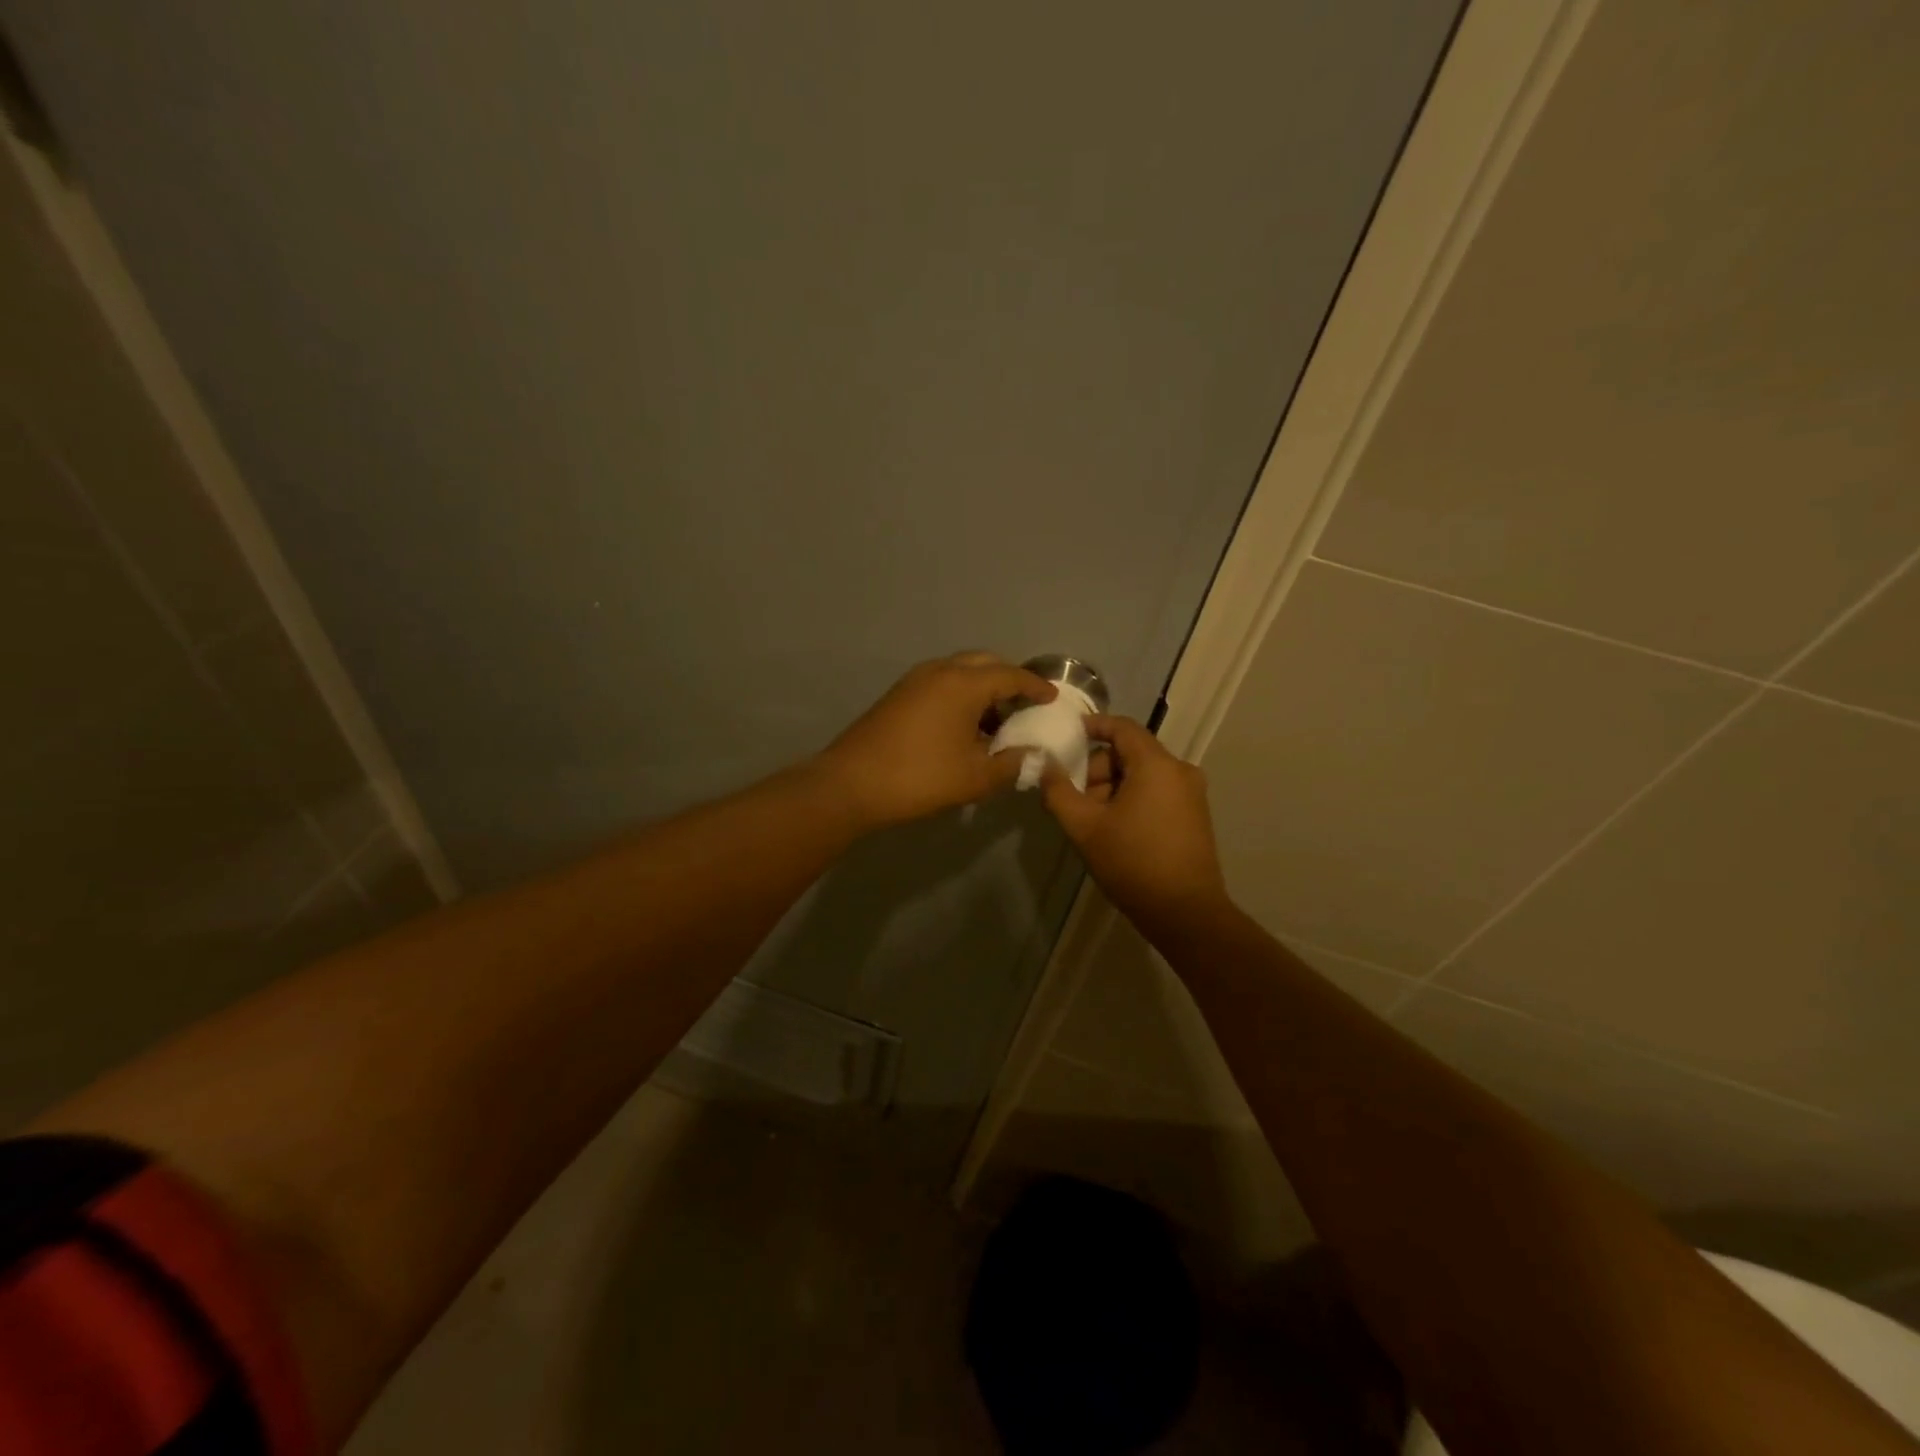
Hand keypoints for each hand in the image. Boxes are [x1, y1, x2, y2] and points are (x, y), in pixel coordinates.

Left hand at [818, 652, 1056, 828]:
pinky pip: (941, 683)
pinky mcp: (899, 695)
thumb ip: (1012, 763)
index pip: (1011, 675)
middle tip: (1024, 704)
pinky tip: (964, 726)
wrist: (851, 784)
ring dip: (982, 687)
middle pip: (984, 663)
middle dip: (1008, 679)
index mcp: (964, 684)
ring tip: (997, 720)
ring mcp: (915, 680)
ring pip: (960, 671)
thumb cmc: (920, 777)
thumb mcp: (975, 777)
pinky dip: (960, 694)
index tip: (1051, 698)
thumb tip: (1034, 756)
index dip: (1035, 686)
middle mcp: (940, 671)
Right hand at [1040, 715, 1229, 932]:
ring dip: (1114, 787)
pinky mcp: (1195, 814)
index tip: (1067, 736)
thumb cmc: (1132, 862)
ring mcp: (1192, 793)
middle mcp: (1180, 770)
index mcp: (1156, 764)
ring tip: (1094, 821)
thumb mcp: (1084, 827)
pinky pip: (1158, 790)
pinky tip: (1117, 829)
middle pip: (1131, 752)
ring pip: (1143, 773)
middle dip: (1098, 769)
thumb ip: (1058, 791)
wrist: (1185, 912)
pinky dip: (1133, 798)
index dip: (1093, 726)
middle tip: (1076, 798)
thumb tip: (1044, 765)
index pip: (1122, 727)